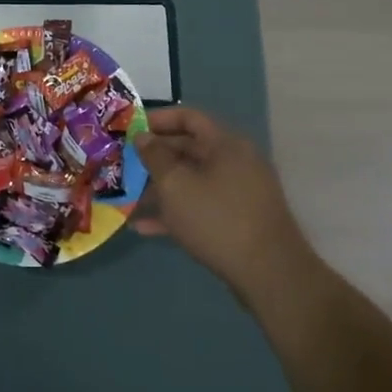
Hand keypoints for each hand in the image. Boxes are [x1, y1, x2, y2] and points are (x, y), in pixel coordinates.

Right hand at [133, 107, 312, 296]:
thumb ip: (154, 156)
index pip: (188, 117)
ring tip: (127, 196)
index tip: (129, 129)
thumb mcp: (176, 185)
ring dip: (159, 187)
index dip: (157, 119)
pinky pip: (200, 206)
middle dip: (154, 157)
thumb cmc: (217, 219)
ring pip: (192, 180)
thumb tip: (142, 136)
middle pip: (188, 149)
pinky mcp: (236, 220)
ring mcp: (238, 193)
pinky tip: (143, 227)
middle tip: (122, 164)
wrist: (269, 274)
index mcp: (226, 144)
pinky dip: (174, 212)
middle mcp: (235, 162)